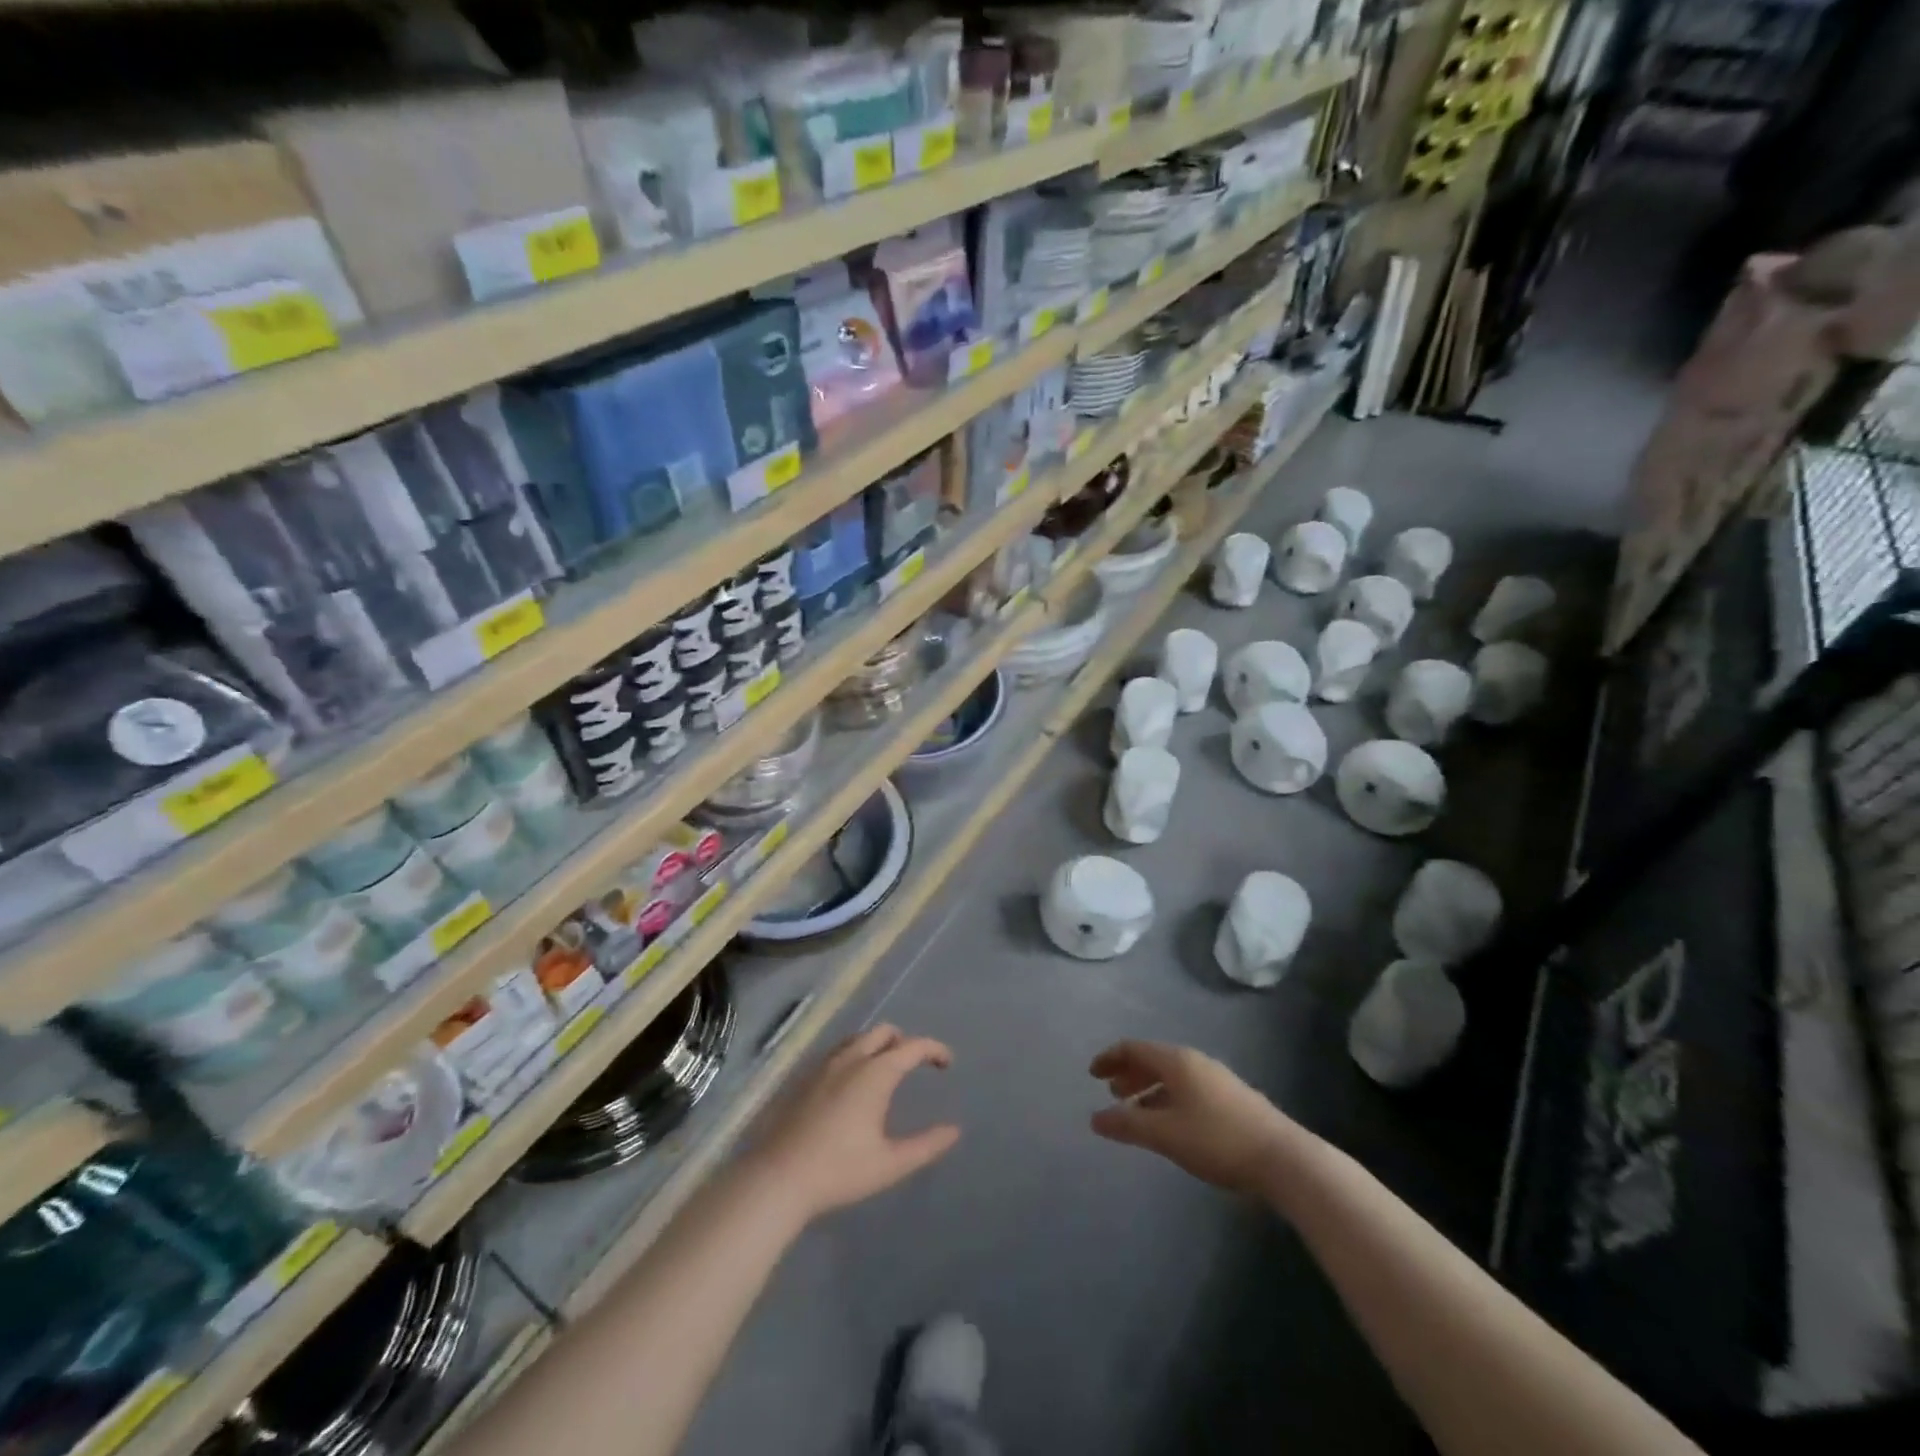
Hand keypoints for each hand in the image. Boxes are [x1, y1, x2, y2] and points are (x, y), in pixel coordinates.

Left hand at [746, 1025, 960, 1224]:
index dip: (934, 1049)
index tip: (947, 1063)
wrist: (779, 1178)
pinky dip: (856, 1054)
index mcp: (875, 1073)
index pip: (913, 1046)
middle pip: (884, 1032)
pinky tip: (852, 1084)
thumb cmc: (840, 1171)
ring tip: (886, 1070)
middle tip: (916, 1064)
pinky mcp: (804, 1077)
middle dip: (905, 1041)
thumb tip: (954, 1130)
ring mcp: (824, 1065)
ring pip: (858, 1038)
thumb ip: (926, 1145)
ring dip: (878, 1045)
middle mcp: (851, 1059)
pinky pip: (838, 1052)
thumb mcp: (890, 1163)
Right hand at [1089, 1040, 1302, 1195]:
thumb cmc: (1217, 1139)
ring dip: (1148, 1088)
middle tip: (1110, 1092)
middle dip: (1129, 1073)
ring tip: (1135, 1110)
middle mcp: (1195, 1062)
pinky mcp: (1231, 1099)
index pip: (1134, 1048)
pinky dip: (1167, 1099)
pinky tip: (1168, 1124)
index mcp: (1177, 1061)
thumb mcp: (1166, 1134)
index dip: (1110, 1058)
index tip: (1092, 1074)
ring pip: (1171, 1076)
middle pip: (1153, 1059)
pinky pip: (1187, 1089)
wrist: (1283, 1159)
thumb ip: (1128, 1124)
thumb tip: (1095, 1118)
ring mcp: (1216, 1080)